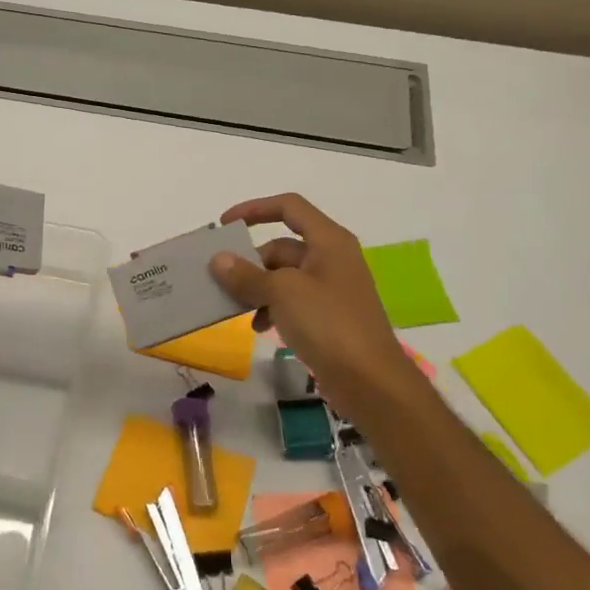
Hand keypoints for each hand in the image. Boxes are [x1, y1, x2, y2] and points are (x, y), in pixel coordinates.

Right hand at [209, 193, 410, 404]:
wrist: (370, 381)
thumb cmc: (329, 324)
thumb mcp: (282, 293)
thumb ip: (247, 275)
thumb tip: (218, 260)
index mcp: (329, 241)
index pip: (289, 207)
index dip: (255, 209)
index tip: (225, 225)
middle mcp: (332, 258)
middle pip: (282, 246)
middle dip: (251, 261)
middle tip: (221, 279)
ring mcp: (331, 289)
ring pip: (284, 276)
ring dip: (258, 288)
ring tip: (235, 307)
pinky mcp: (328, 317)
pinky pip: (292, 301)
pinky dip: (272, 308)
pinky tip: (259, 328)